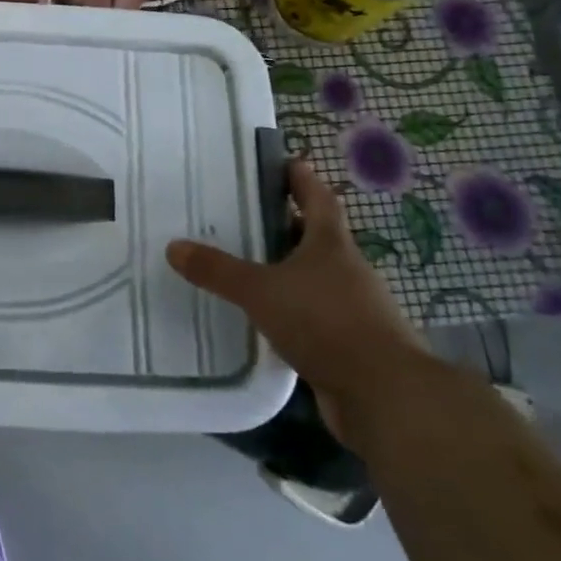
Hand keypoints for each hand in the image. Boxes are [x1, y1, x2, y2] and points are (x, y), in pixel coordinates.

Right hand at [166, 160, 432, 446]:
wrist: (386, 397)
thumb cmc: (326, 323)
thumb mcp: (261, 291)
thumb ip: (218, 271)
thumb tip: (174, 247)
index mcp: (331, 245)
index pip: (318, 198)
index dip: (302, 179)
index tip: (285, 162)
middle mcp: (347, 270)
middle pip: (318, 237)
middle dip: (288, 225)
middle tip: (248, 218)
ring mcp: (355, 309)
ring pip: (317, 279)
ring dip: (290, 271)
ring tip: (249, 267)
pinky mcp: (352, 345)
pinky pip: (316, 317)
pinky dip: (294, 311)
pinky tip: (267, 319)